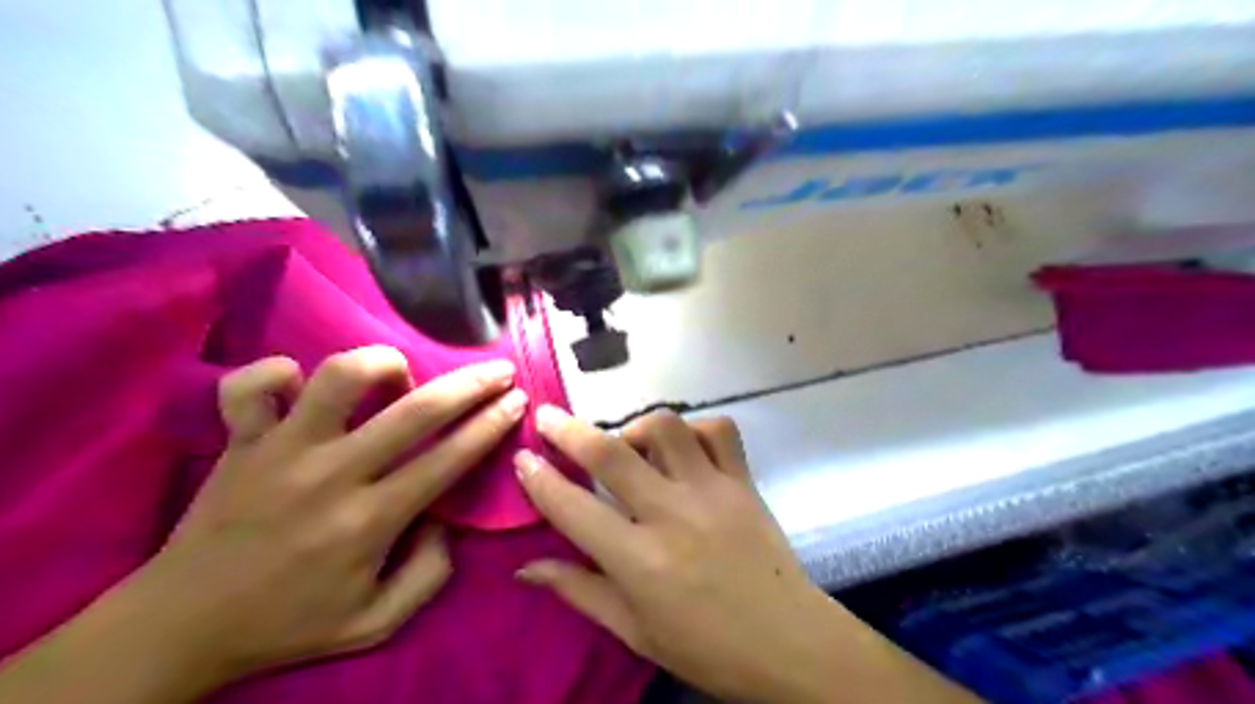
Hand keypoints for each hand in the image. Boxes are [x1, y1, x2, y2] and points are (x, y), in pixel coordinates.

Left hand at [145, 346, 528, 682]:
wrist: (179, 627)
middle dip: (470, 384)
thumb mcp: (377, 623)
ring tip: (399, 374)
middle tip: (497, 370)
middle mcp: (331, 474)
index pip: (449, 459)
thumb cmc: (288, 623)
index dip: (491, 424)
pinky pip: (252, 385)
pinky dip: (278, 373)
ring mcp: (281, 450)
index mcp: (369, 521)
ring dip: (382, 363)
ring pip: (338, 376)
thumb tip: (446, 519)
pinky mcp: (239, 440)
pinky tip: (301, 385)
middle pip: (415, 410)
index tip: (517, 400)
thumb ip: (430, 573)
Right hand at [511, 407, 829, 703]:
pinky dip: (695, 428)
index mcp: (639, 560)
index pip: (573, 509)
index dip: (539, 480)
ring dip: (636, 427)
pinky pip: (718, 430)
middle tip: (547, 416)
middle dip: (569, 430)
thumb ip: (579, 590)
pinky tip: (684, 447)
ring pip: (666, 428)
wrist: (789, 643)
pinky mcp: (743, 481)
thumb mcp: (634, 631)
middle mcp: (672, 514)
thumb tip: (526, 567)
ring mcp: (712, 490)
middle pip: (612, 454)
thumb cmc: (706, 647)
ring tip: (629, 445)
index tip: (522, 457)